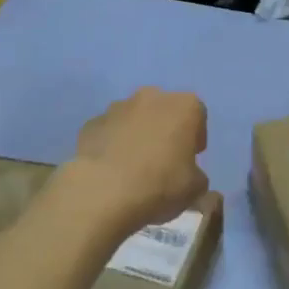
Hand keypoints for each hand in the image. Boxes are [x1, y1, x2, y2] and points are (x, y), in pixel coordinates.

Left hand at [67, 87, 208, 232]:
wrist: (103, 191)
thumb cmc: (159, 184)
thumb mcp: (195, 188)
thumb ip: (196, 175)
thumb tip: (189, 174)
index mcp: (183, 106)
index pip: (198, 114)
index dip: (196, 137)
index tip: (191, 158)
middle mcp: (151, 97)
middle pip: (164, 110)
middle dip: (165, 130)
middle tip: (164, 160)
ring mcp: (117, 107)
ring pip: (134, 118)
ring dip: (137, 134)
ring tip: (134, 166)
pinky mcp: (91, 123)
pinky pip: (109, 131)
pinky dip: (112, 144)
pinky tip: (111, 169)